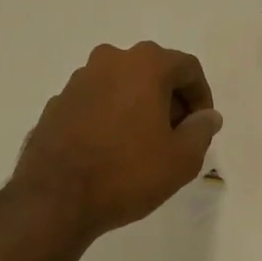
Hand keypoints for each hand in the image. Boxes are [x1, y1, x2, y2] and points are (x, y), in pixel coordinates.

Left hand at [11, 42, 222, 241]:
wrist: (54, 200)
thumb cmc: (127, 173)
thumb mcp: (181, 158)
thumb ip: (201, 130)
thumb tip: (207, 116)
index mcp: (145, 64)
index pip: (188, 68)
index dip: (201, 96)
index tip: (200, 127)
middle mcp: (110, 60)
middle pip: (154, 72)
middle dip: (170, 100)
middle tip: (175, 136)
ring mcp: (79, 81)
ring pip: (123, 85)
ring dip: (139, 107)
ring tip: (143, 145)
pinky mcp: (57, 103)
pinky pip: (96, 102)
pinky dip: (110, 117)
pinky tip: (111, 150)